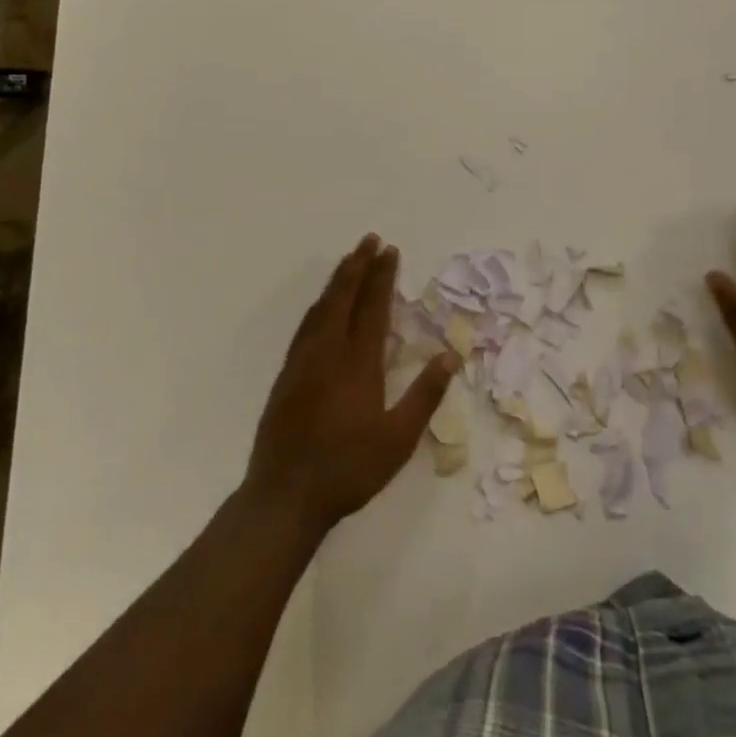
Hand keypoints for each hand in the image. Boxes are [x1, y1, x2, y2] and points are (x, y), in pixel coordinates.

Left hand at [244, 234, 458, 537]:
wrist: (284, 496)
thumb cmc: (348, 469)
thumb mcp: (398, 440)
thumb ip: (425, 395)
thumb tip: (451, 355)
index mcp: (358, 363)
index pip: (373, 307)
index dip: (383, 277)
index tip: (390, 251)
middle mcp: (328, 352)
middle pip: (343, 297)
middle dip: (358, 266)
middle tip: (369, 240)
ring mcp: (303, 362)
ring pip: (321, 308)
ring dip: (337, 280)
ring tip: (349, 260)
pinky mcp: (286, 376)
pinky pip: (305, 326)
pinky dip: (318, 305)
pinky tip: (321, 306)